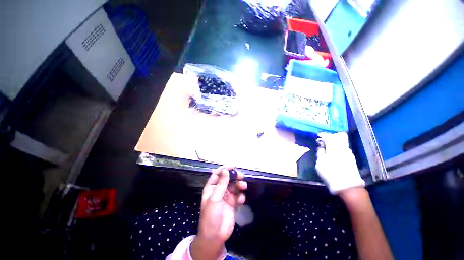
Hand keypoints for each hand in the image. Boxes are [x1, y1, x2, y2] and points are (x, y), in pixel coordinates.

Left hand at [191, 166, 246, 259]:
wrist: (215, 236)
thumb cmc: (211, 216)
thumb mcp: (215, 198)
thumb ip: (221, 184)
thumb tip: (226, 170)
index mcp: (211, 187)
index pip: (218, 174)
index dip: (225, 169)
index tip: (233, 166)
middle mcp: (219, 190)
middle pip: (228, 179)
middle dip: (234, 176)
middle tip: (241, 176)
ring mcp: (226, 197)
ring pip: (234, 186)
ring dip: (239, 185)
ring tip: (243, 186)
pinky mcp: (233, 204)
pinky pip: (238, 196)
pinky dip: (240, 196)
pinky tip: (241, 201)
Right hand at [316, 132, 364, 193]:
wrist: (347, 186)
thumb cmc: (330, 174)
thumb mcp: (320, 163)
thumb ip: (320, 153)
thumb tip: (321, 146)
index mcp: (333, 148)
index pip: (328, 137)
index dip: (323, 135)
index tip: (318, 136)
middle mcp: (343, 148)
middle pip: (339, 136)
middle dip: (331, 136)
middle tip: (324, 140)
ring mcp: (349, 153)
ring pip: (342, 142)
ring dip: (335, 141)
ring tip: (328, 146)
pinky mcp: (352, 158)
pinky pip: (344, 147)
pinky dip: (339, 147)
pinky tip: (334, 152)